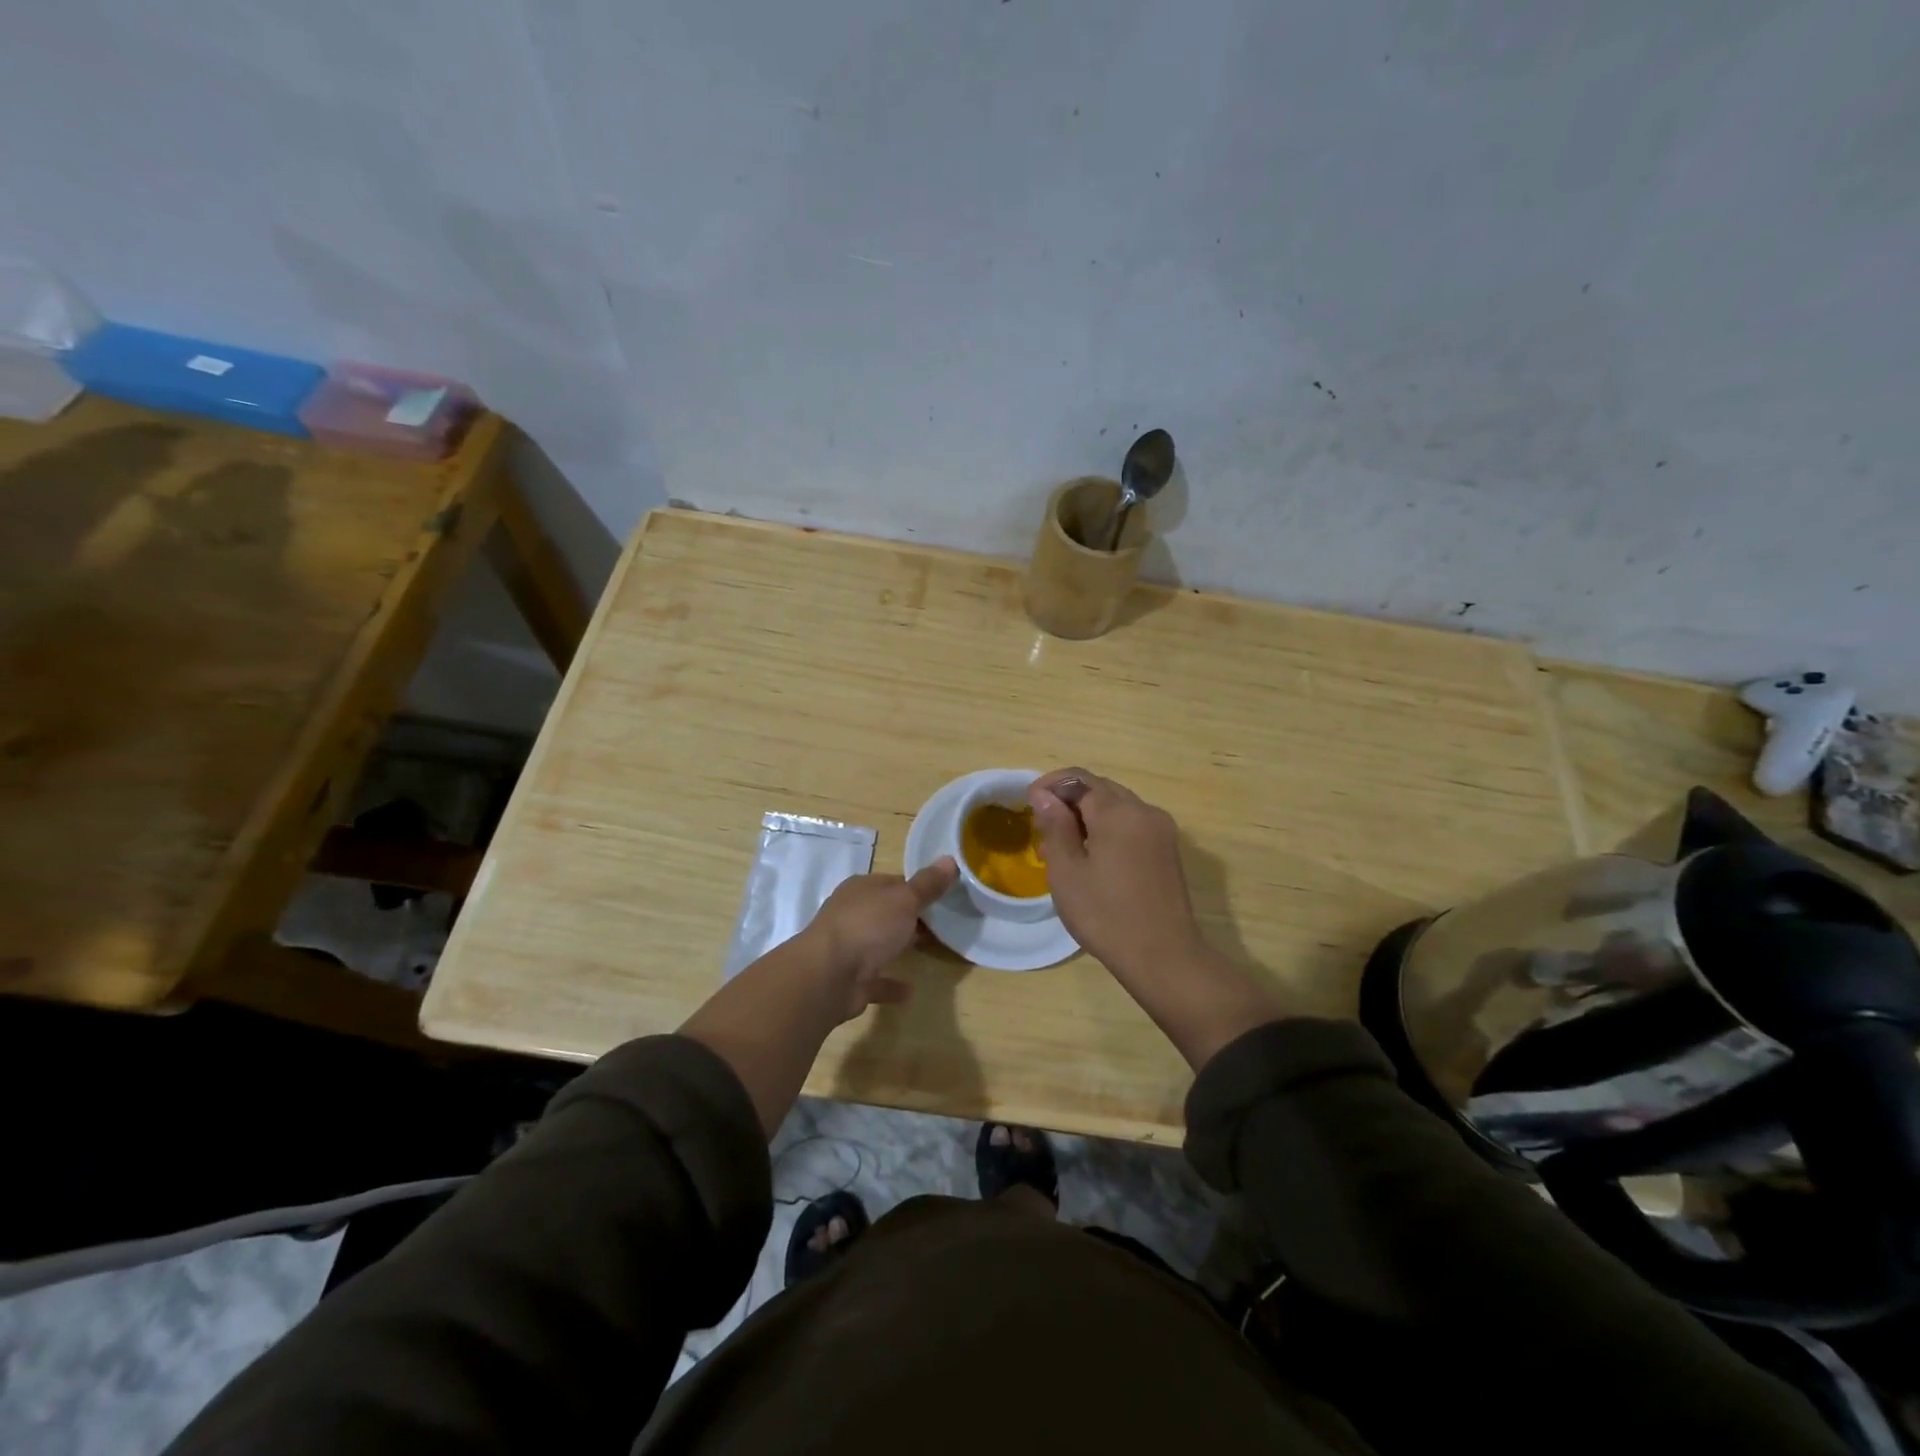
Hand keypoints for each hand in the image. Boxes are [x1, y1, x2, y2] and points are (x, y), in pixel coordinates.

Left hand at [801, 859, 958, 1021]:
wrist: (828, 976)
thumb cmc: (868, 926)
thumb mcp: (905, 899)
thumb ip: (927, 885)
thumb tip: (950, 859)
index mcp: (861, 889)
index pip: (894, 882)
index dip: (918, 888)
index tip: (944, 896)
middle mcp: (852, 914)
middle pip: (886, 912)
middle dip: (910, 917)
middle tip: (942, 924)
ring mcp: (849, 948)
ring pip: (878, 944)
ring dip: (898, 947)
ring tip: (929, 950)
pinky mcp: (850, 980)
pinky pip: (876, 980)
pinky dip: (891, 984)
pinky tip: (910, 990)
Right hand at [1026, 768, 1202, 981]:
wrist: (1163, 957)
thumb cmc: (1105, 915)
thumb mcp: (1067, 871)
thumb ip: (1055, 825)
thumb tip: (1044, 794)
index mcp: (1118, 812)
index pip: (1078, 779)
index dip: (1050, 785)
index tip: (1028, 805)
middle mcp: (1144, 811)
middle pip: (1100, 789)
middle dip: (1068, 801)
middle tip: (1043, 830)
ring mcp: (1161, 830)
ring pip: (1117, 807)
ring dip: (1087, 816)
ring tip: (1063, 849)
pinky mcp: (1167, 850)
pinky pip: (1132, 825)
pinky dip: (1108, 829)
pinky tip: (1093, 858)